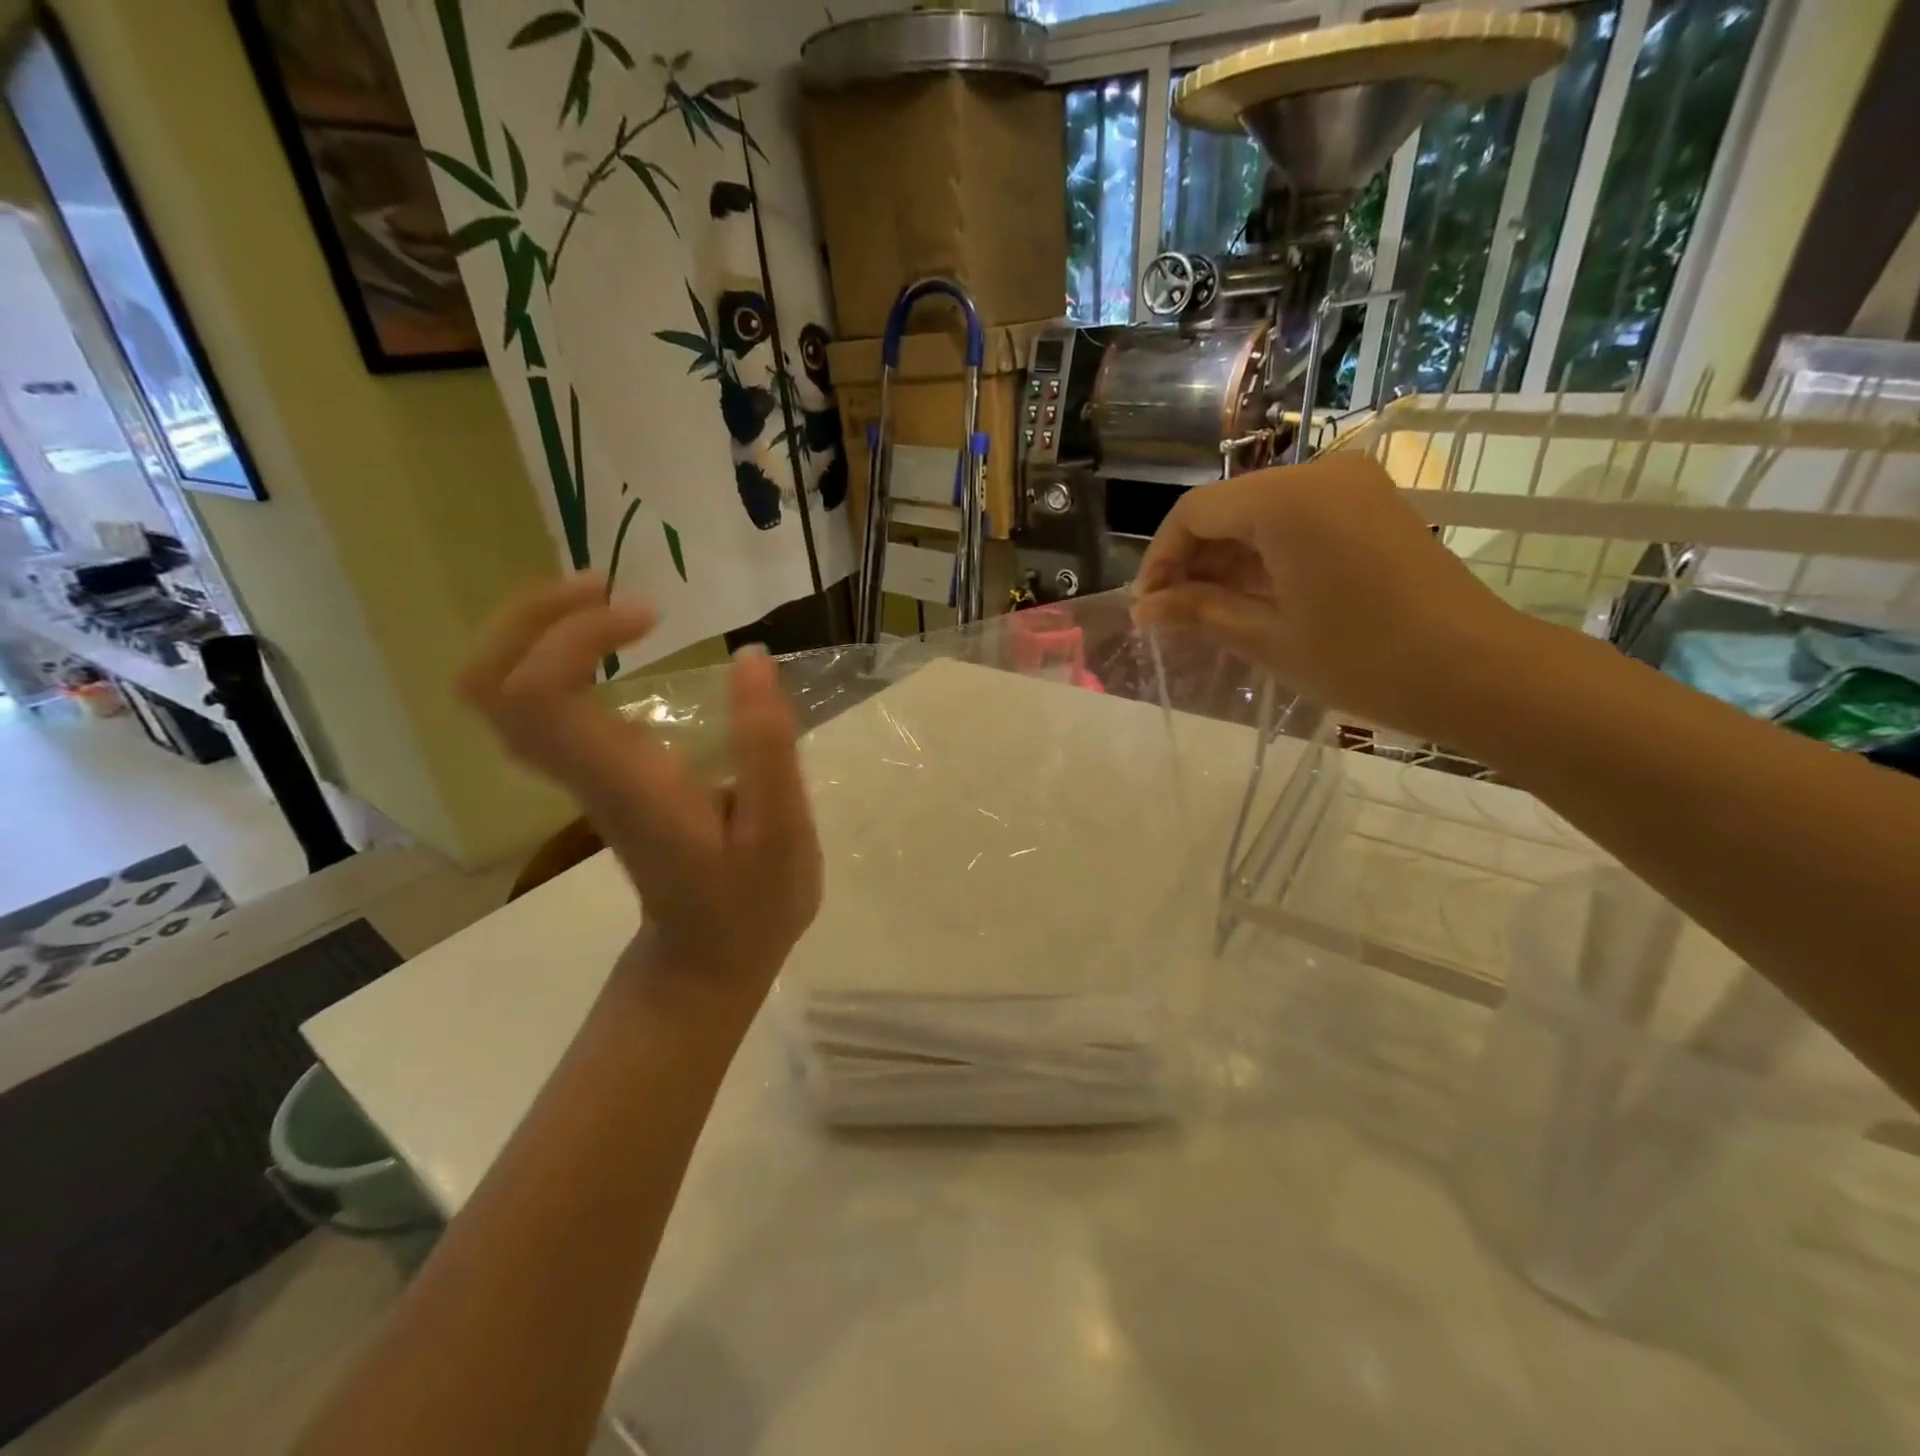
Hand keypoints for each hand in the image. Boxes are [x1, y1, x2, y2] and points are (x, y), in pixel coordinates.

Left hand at [459, 574, 821, 1001]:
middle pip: (491, 688)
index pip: (539, 696)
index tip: (649, 617)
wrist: (708, 959)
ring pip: (500, 695)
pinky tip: (611, 641)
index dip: (574, 636)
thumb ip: (767, 747)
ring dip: (536, 631)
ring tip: (605, 601)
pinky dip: (554, 656)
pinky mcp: (592, 775)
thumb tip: (752, 658)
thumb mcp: (781, 830)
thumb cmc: (751, 902)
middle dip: (531, 618)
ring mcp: (580, 776)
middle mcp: (583, 773)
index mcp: (623, 782)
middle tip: (603, 587)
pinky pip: (534, 705)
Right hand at [1133, 453, 1534, 741]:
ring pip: (1260, 513)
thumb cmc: (1361, 658)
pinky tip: (1256, 597)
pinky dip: (1266, 554)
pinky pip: (1297, 519)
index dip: (1161, 558)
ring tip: (1211, 613)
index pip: (1195, 512)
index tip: (1148, 606)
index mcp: (1286, 499)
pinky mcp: (1371, 504)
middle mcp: (1318, 473)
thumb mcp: (1266, 637)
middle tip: (1175, 615)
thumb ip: (1196, 611)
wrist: (1476, 670)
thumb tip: (1143, 608)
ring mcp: (1351, 485)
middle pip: (1228, 507)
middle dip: (1194, 560)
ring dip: (1228, 560)